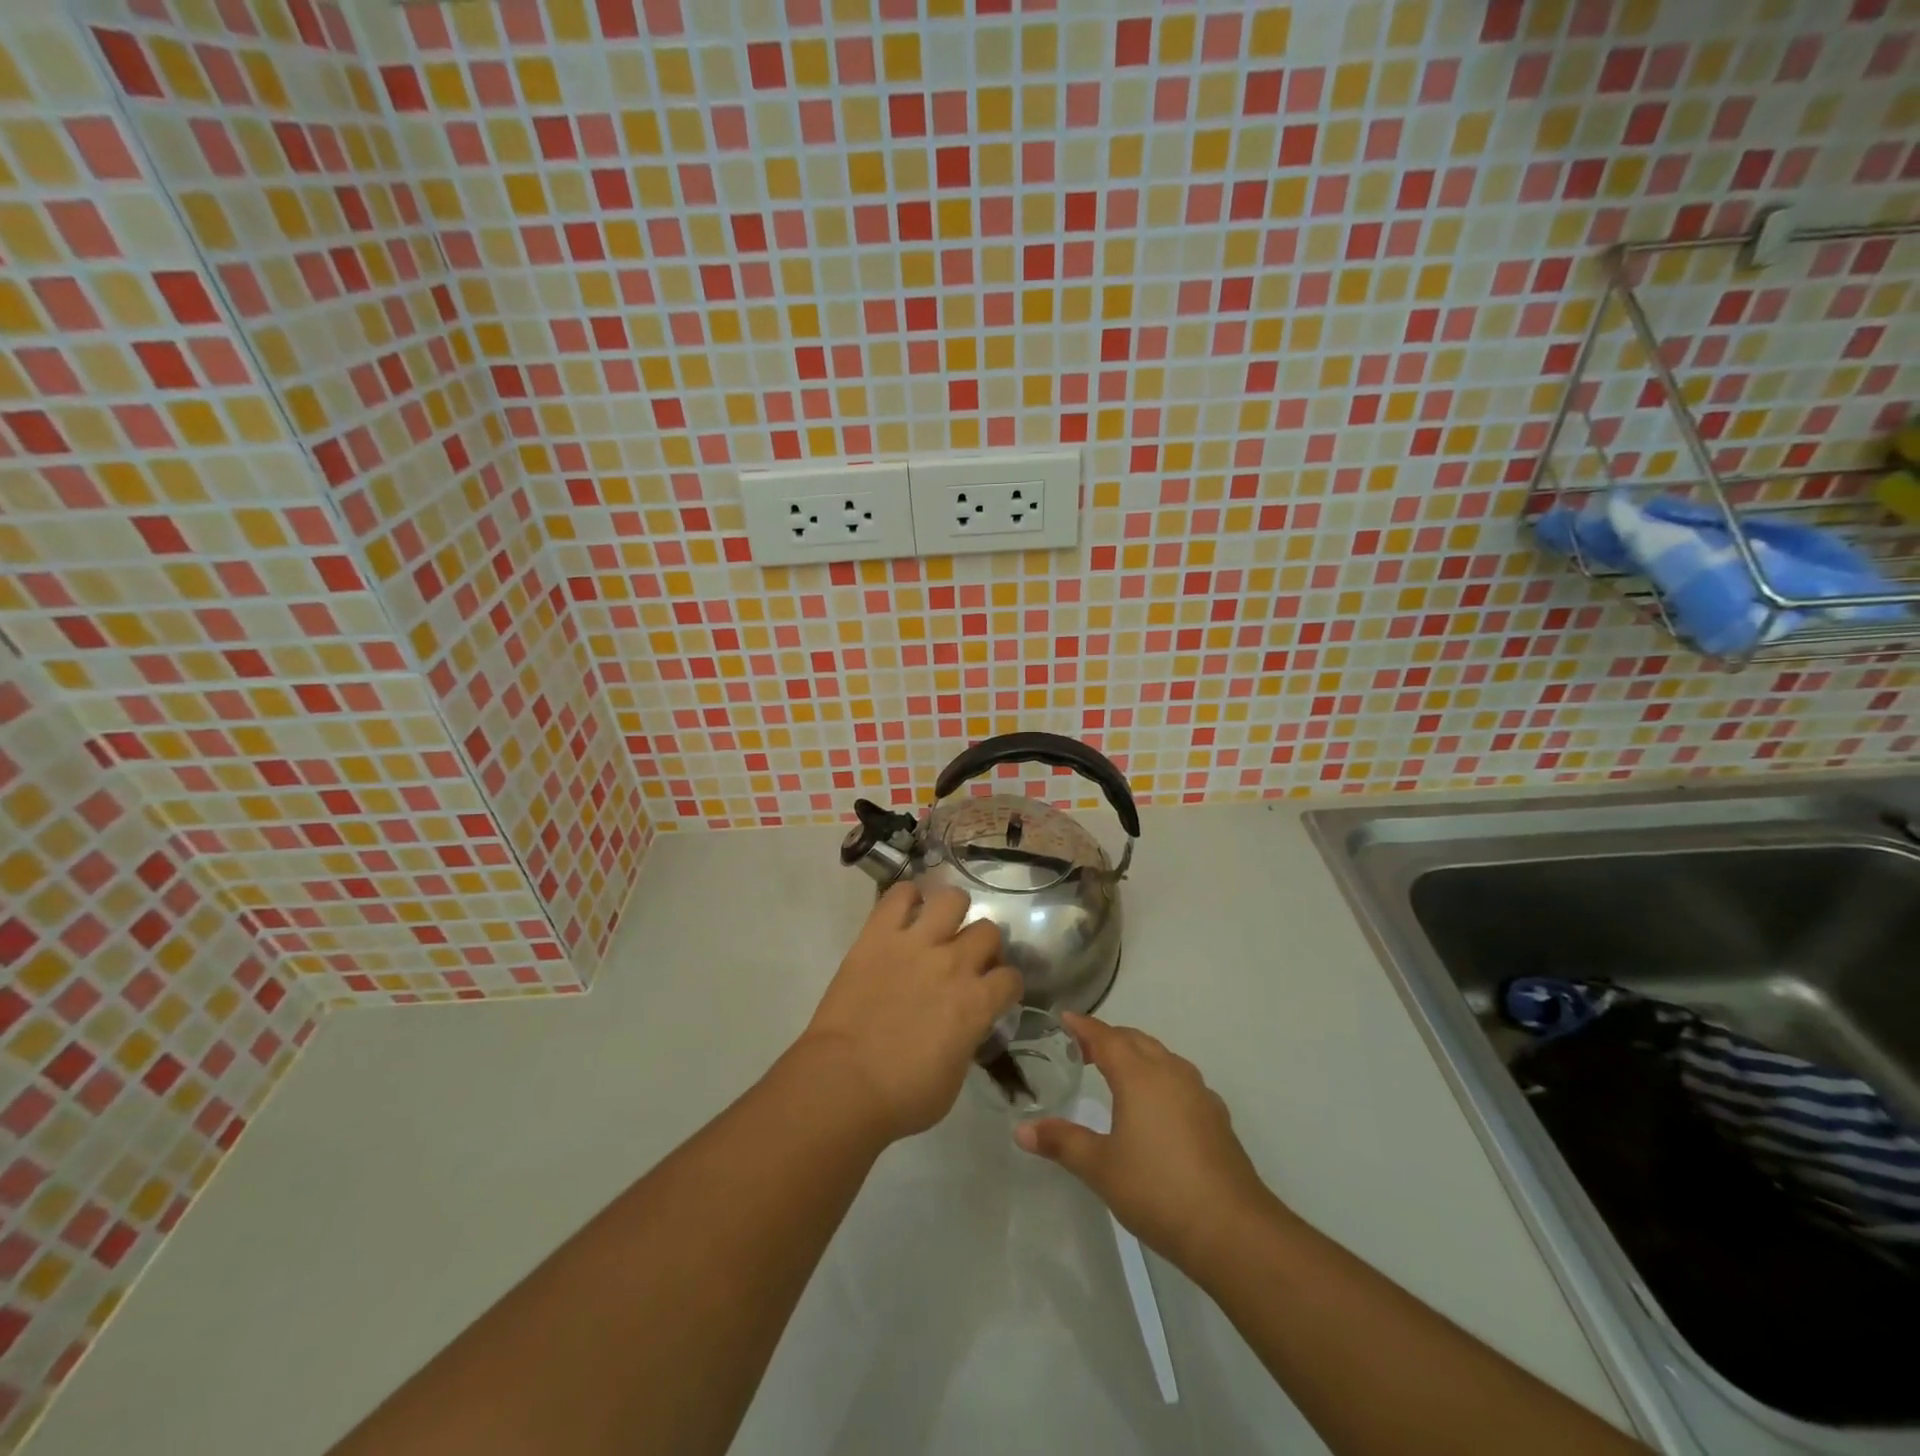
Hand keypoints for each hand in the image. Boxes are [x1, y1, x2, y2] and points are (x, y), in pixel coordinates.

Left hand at [799, 883, 1022, 1144]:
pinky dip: (907, 897)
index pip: (1011, 978)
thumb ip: (967, 1041)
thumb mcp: (953, 1079)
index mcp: (977, 1003)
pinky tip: (906, 911)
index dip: (1006, 985)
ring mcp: (916, 943)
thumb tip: (965, 1027)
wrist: (843, 1082)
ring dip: (952, 911)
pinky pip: (899, 894)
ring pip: (952, 899)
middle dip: (983, 946)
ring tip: (940, 925)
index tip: (995, 992)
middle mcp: (954, 964)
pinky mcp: (879, 934)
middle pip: (988, 931)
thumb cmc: (901, 1096)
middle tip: (966, 960)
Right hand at [1015, 1013, 1277, 1272]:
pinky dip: (1160, 1077)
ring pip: (1162, 1057)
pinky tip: (1156, 1105)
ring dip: (1137, 1054)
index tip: (1064, 1017)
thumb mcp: (1100, 1167)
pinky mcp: (1216, 1116)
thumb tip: (1021, 1130)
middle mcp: (1170, 1072)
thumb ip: (1062, 1142)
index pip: (1105, 1037)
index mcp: (1139, 1075)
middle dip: (1109, 1037)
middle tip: (1083, 1047)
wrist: (1232, 1229)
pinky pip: (1180, 1079)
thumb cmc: (1158, 1189)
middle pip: (1136, 1040)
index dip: (1083, 1026)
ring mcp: (1198, 1093)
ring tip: (1117, 1071)